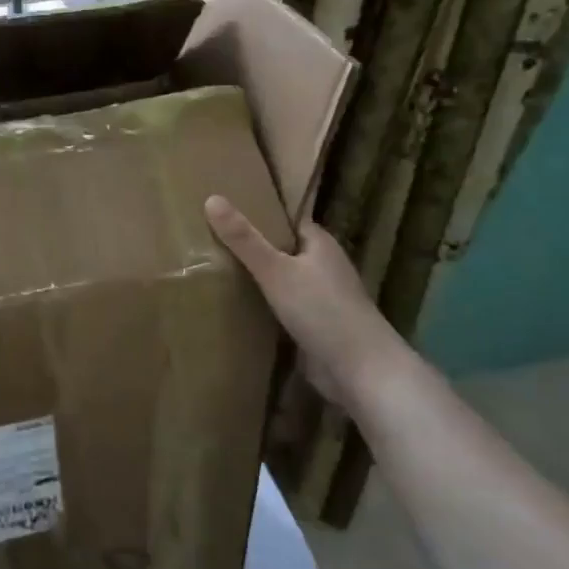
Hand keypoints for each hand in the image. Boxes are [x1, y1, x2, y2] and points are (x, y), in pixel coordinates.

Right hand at [204, 196, 396, 406]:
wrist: (360, 370)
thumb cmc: (321, 311)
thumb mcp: (276, 271)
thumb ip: (244, 239)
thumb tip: (212, 198)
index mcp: (319, 243)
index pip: (285, 219)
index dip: (258, 213)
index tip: (224, 209)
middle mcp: (322, 266)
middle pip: (281, 249)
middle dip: (252, 246)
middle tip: (209, 238)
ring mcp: (321, 297)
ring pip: (281, 280)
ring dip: (256, 278)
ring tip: (213, 269)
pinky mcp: (314, 325)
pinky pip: (282, 307)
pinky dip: (263, 305)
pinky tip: (235, 306)